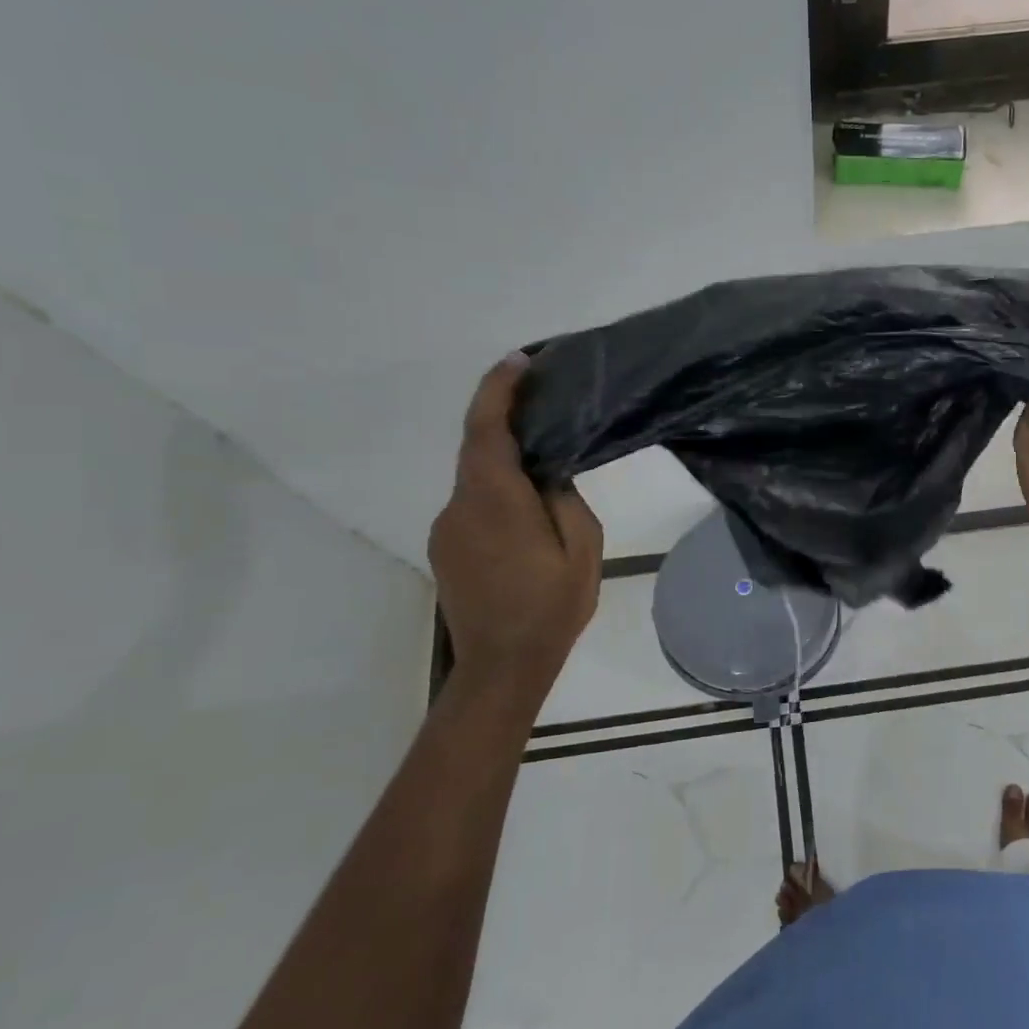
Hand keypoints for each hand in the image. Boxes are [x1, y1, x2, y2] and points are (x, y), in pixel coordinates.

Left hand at [429, 355, 602, 699]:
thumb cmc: (550, 608)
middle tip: (545, 405)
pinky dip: (496, 493)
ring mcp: (447, 530)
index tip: (520, 360)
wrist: (501, 669)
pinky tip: (526, 514)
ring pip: (476, 480)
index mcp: (495, 500)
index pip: (487, 429)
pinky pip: (473, 505)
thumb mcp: (582, 549)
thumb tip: (546, 475)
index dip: (499, 389)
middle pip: (478, 449)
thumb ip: (563, 500)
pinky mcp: (446, 550)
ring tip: (545, 467)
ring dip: (504, 463)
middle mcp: (460, 506)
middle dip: (505, 419)